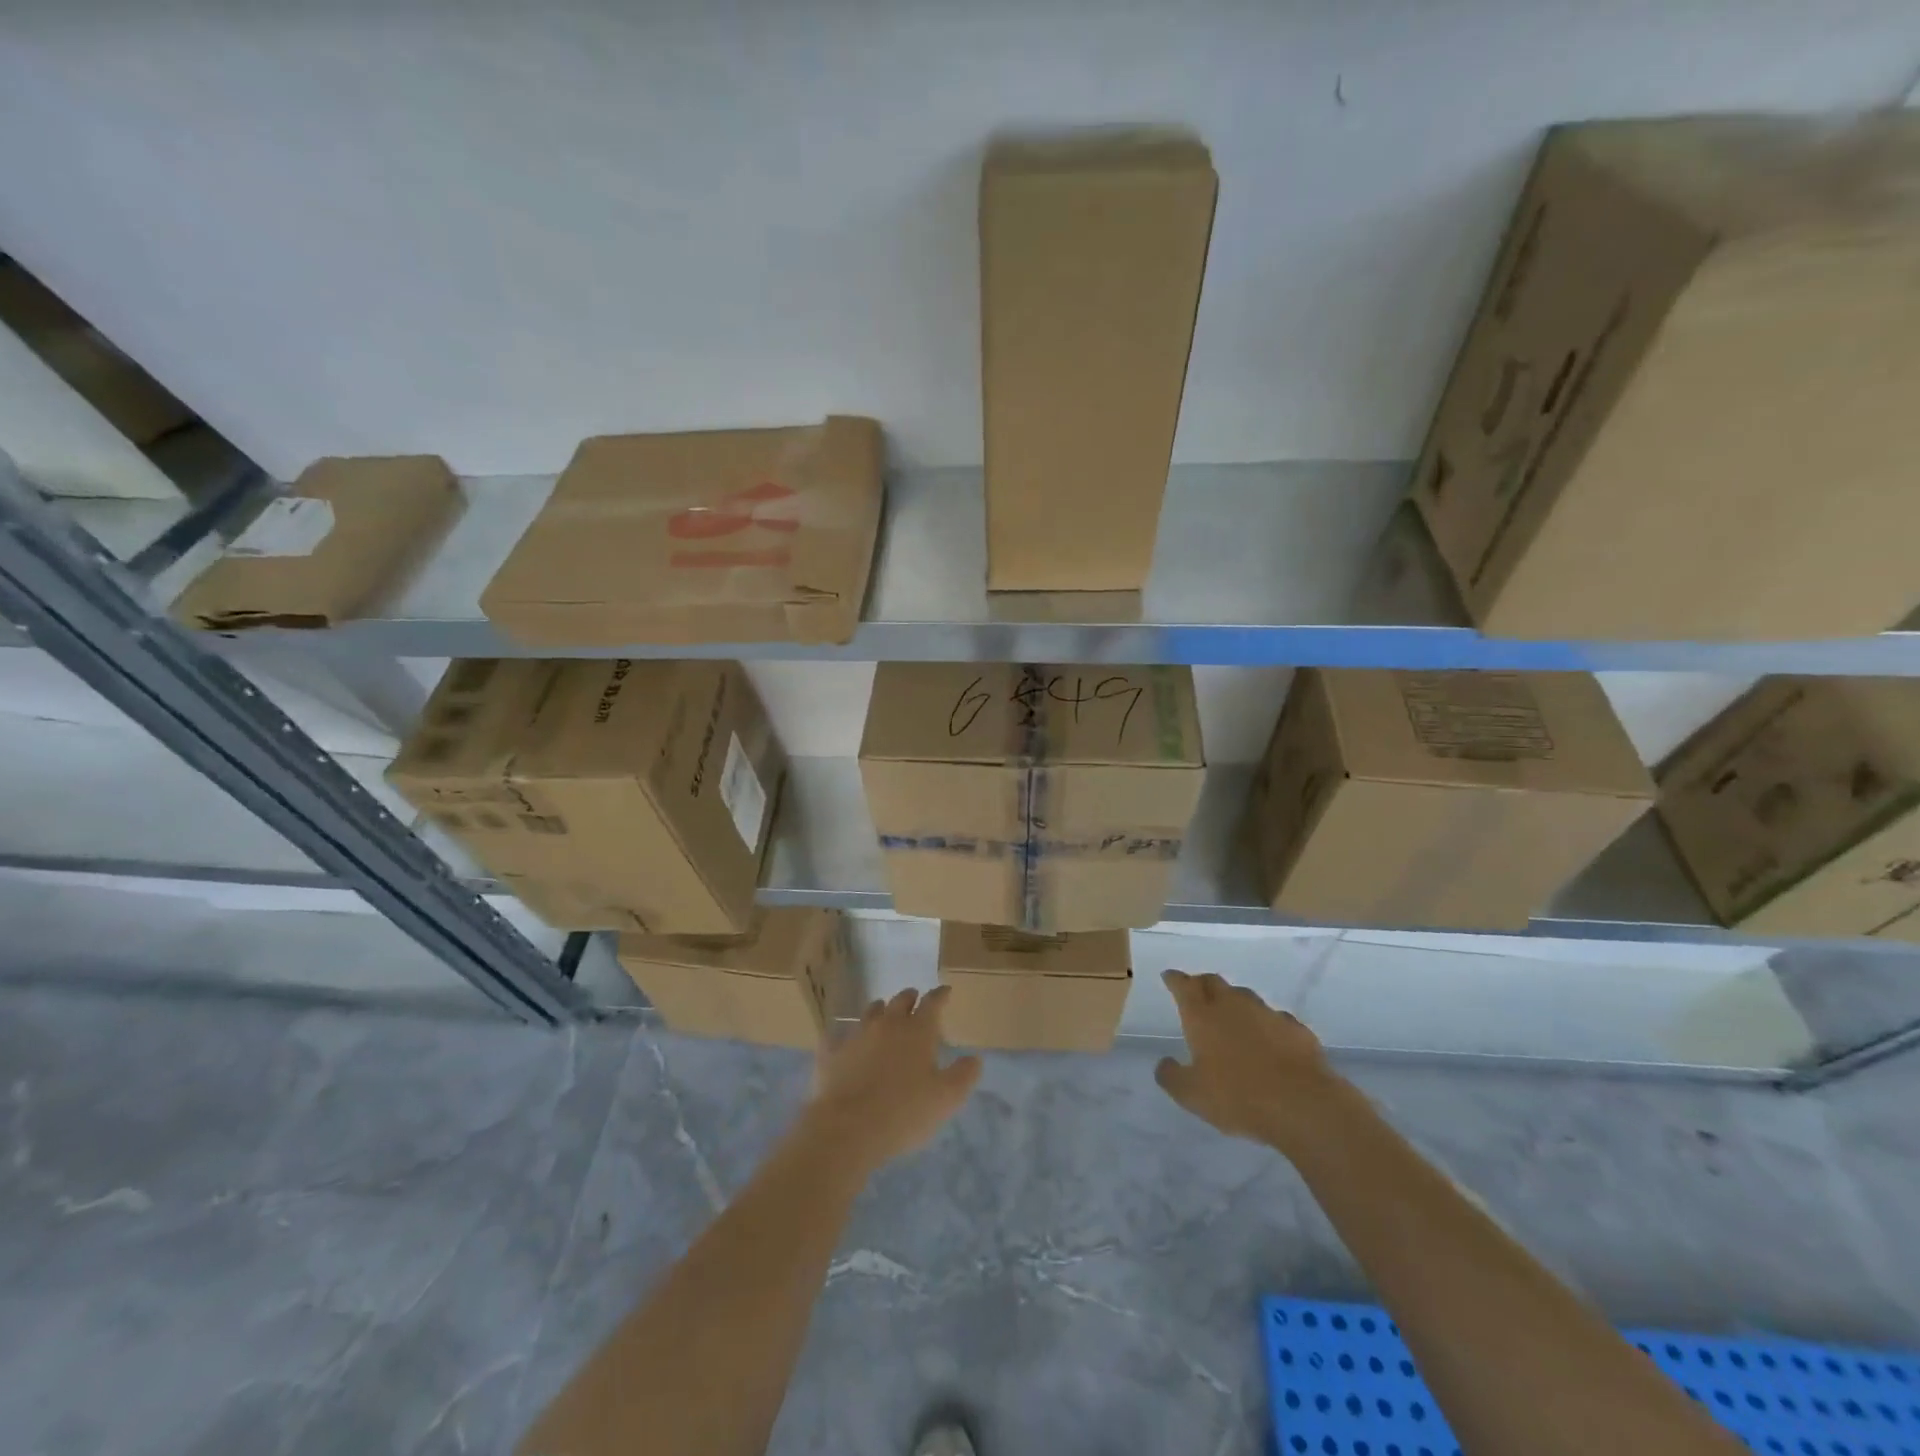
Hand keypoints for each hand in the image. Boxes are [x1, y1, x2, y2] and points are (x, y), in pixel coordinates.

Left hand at [805, 987, 980, 1174]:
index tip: (946, 991)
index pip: (933, 1002)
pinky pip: (837, 1036)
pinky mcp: (832, 1053)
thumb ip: (963, 1075)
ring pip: (871, 1012)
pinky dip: (844, 1036)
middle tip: (915, 1000)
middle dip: (910, 998)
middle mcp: (887, 1024)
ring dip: (881, 1011)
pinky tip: (843, 1042)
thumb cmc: (905, 1112)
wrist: (848, 1128)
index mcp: (918, 1030)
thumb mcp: (946, 1098)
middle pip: (900, 1000)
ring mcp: (857, 1035)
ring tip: (884, 1014)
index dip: (941, 995)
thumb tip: (974, 1058)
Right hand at [1154, 971, 1343, 1150]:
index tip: (1169, 976)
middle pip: (1213, 982)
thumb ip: (1171, 1076)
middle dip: (1201, 983)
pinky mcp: (1296, 1029)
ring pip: (1244, 997)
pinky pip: (1275, 1018)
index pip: (1184, 986)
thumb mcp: (1192, 1095)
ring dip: (1234, 1002)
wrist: (1303, 1104)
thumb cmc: (1238, 1097)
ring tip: (1232, 1016)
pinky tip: (1269, 1039)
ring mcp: (1267, 1013)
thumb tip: (1164, 1063)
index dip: (1175, 979)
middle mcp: (1233, 1005)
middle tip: (1196, 991)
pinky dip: (1266, 1024)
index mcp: (1202, 1016)